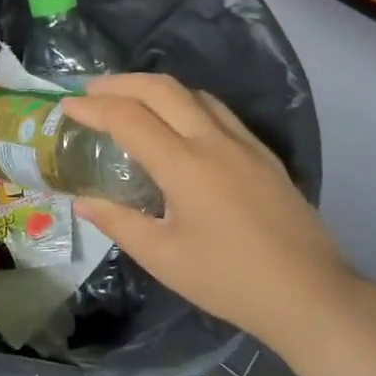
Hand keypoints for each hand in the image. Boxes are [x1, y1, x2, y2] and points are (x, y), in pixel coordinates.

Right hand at [62, 74, 355, 342]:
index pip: (129, 118)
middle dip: (120, 83)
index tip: (67, 106)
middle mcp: (214, 140)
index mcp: (185, 165)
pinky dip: (185, 102)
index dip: (93, 108)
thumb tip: (83, 201)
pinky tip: (177, 123)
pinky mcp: (263, 153)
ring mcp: (244, 142)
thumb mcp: (162, 257)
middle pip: (161, 88)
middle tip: (91, 91)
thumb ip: (118, 222)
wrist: (309, 293)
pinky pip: (217, 110)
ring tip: (129, 100)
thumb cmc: (228, 280)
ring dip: (154, 88)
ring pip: (193, 93)